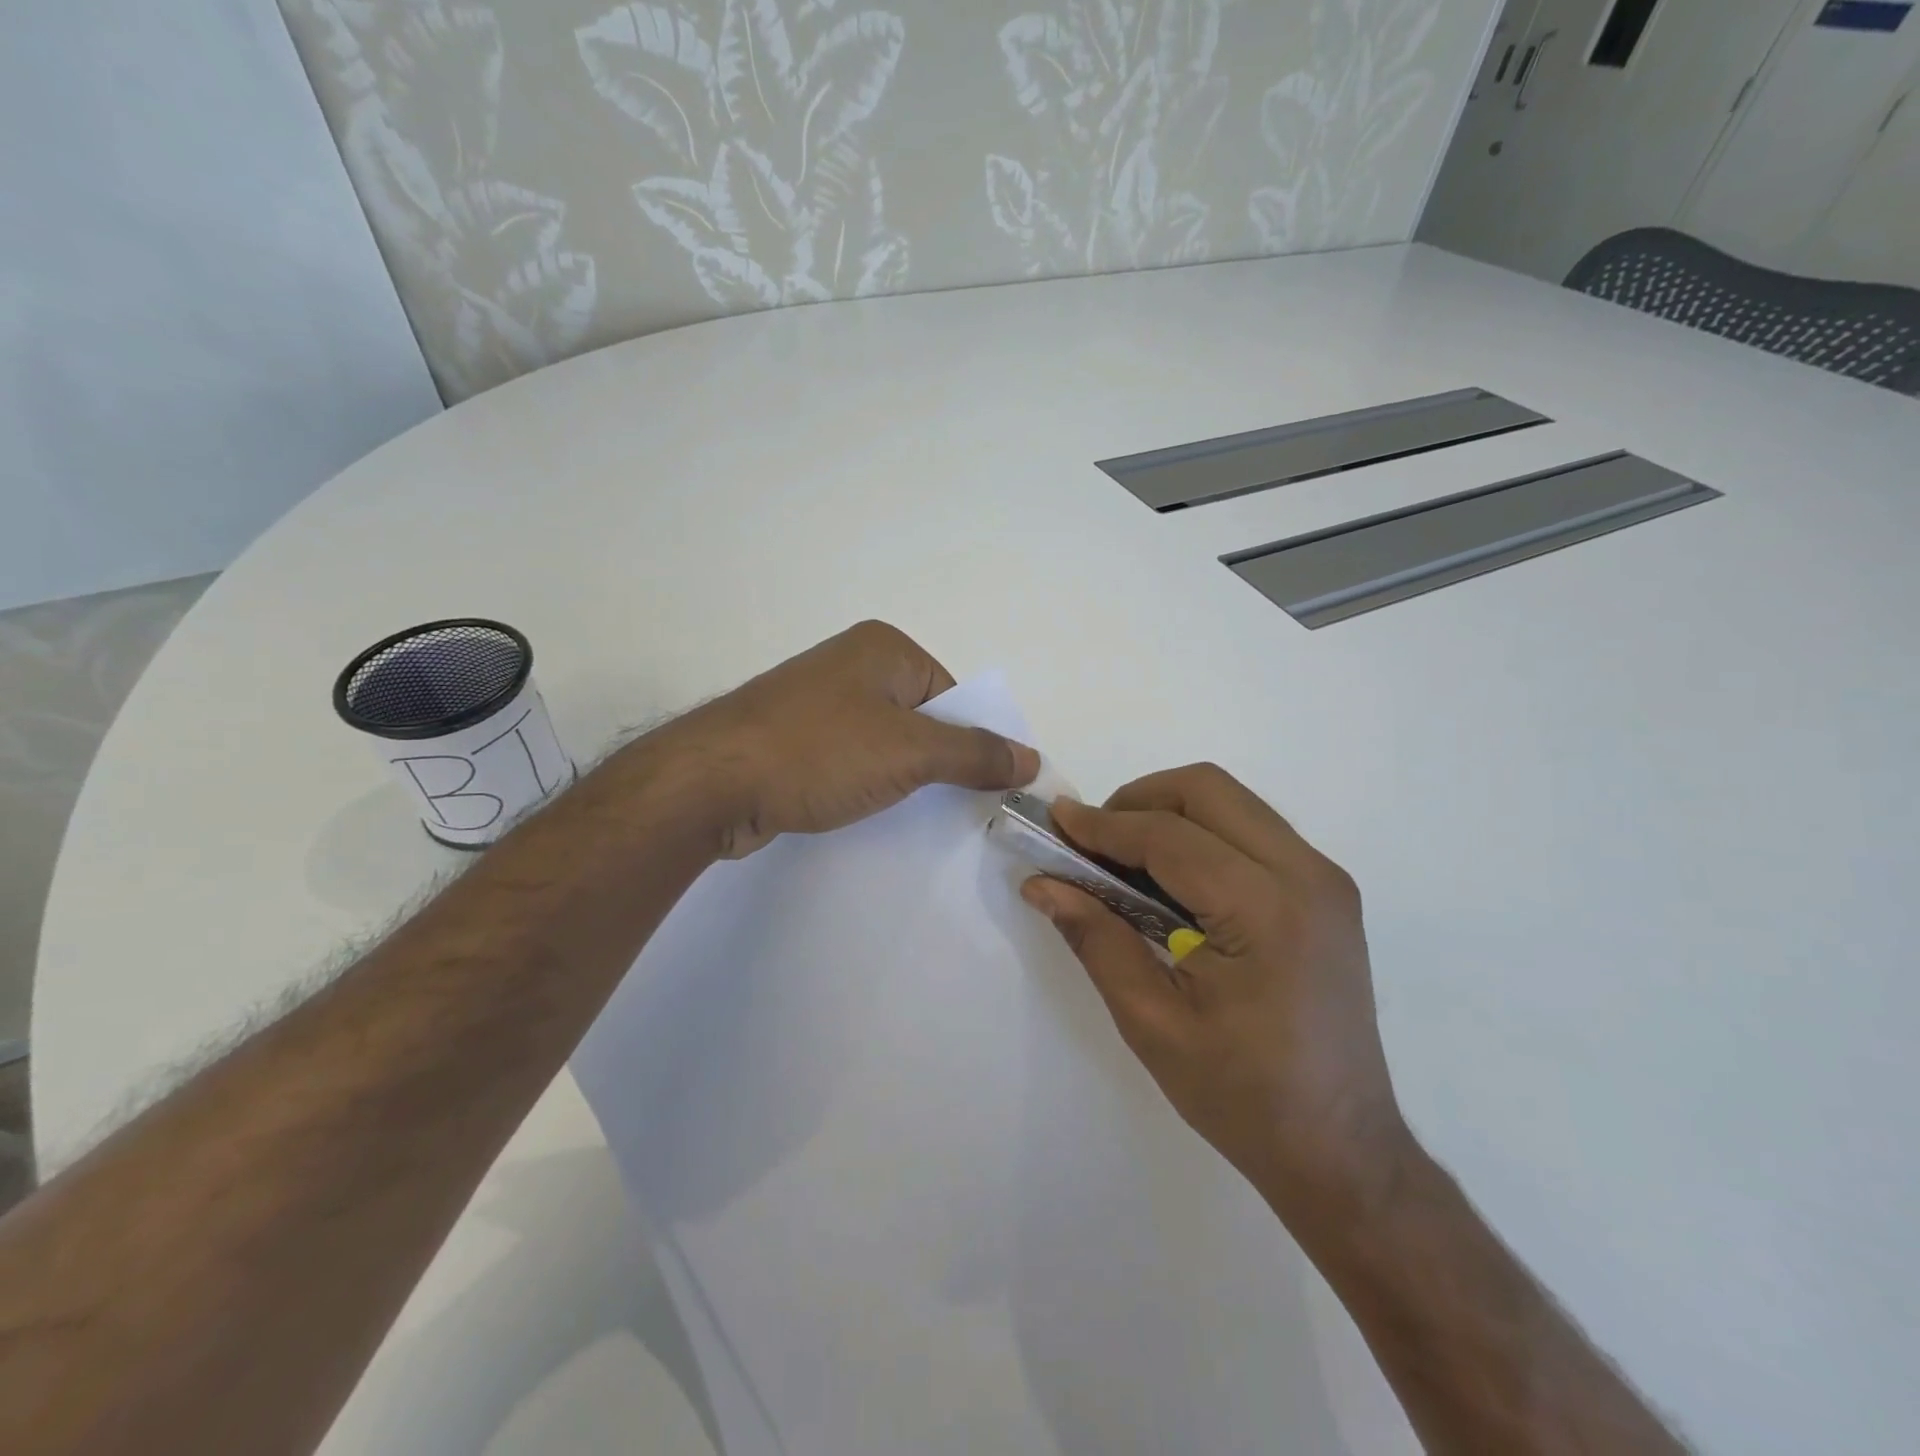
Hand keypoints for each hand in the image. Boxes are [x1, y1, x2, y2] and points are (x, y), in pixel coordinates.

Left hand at [666, 620, 1038, 856]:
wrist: (710, 782)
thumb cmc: (819, 752)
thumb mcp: (910, 753)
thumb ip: (975, 755)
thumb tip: (1031, 759)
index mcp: (885, 649)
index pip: (954, 697)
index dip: (973, 743)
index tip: (981, 790)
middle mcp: (851, 665)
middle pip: (922, 719)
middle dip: (938, 764)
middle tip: (953, 811)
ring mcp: (817, 701)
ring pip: (884, 743)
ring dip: (901, 779)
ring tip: (907, 816)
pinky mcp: (793, 738)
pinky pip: (849, 760)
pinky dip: (864, 785)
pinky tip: (862, 812)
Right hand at [1020, 765, 1410, 1232]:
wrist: (1341, 1148)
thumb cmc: (1242, 1095)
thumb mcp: (1151, 1021)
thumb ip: (1095, 938)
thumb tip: (1041, 883)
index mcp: (1265, 911)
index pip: (1169, 837)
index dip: (1103, 824)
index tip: (1054, 820)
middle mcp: (1307, 876)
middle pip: (1208, 789)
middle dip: (1139, 800)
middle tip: (1094, 842)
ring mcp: (1325, 879)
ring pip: (1233, 801)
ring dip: (1170, 812)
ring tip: (1125, 858)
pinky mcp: (1326, 891)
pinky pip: (1252, 829)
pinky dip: (1202, 833)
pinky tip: (1171, 880)